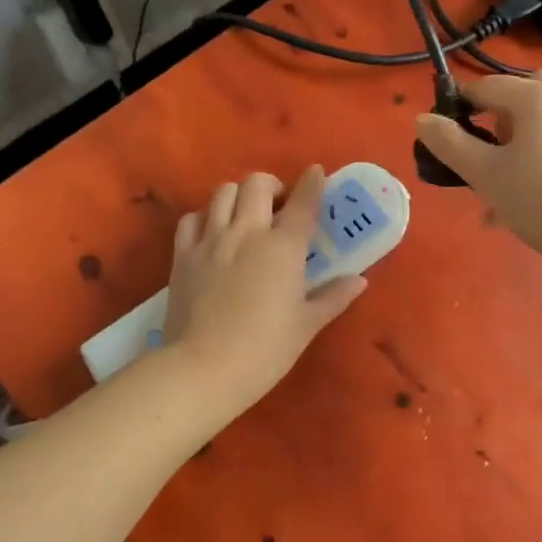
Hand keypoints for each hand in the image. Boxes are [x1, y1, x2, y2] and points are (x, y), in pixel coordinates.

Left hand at [162, 167, 367, 415]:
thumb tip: (359, 280)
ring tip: (245, 215)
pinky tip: (212, 233)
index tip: (316, 173)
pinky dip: (205, 217)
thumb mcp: (306, 325)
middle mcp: (247, 232)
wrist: (204, 368)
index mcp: (283, 248)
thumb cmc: (265, 350)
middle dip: (272, 185)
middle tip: (279, 205)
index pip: (303, 202)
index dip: (312, 182)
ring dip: (238, 196)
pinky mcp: (183, 255)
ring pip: (222, 192)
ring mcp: (211, 241)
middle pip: (257, 184)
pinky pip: (191, 219)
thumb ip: (333, 297)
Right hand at [415, 71, 541, 272]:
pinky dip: (540, 158)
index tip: (445, 142)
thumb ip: (449, 143)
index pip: (485, 87)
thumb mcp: (485, 174)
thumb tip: (422, 119)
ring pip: (541, 123)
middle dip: (493, 125)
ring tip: (500, 194)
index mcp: (537, 95)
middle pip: (518, 98)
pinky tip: (529, 202)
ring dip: (515, 147)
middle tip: (482, 161)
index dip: (458, 109)